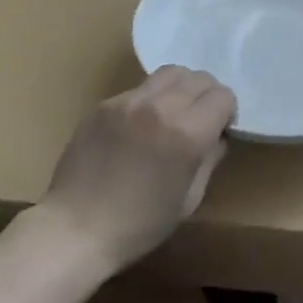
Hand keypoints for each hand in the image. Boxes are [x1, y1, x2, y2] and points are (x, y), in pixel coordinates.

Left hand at [36, 67, 236, 272]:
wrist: (76, 229)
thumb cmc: (140, 224)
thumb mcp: (190, 198)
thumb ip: (210, 158)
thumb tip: (218, 135)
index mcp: (187, 132)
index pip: (223, 96)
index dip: (227, 113)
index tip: (218, 131)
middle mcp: (160, 107)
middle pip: (199, 77)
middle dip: (206, 97)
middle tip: (198, 121)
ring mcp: (128, 101)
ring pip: (169, 73)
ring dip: (180, 89)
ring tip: (171, 115)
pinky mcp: (104, 104)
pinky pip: (139, 89)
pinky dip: (149, 101)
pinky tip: (138, 128)